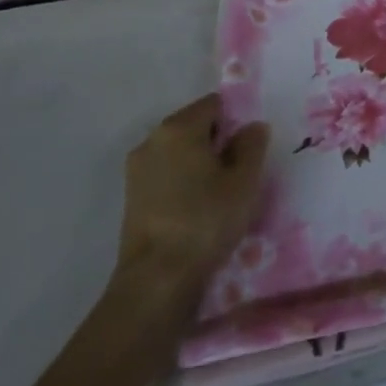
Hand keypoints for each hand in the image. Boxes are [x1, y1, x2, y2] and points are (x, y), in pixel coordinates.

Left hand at [113, 94, 269, 315]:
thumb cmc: (206, 220)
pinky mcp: (132, 197)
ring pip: (180, 152)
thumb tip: (251, 127)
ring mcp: (137, 170)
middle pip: (195, 126)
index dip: (237, 120)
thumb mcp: (245, 180)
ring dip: (201, 163)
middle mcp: (152, 140)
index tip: (251, 148)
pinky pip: (167, 174)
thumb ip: (252, 144)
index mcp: (179, 128)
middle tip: (241, 170)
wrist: (156, 280)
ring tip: (221, 192)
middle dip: (219, 141)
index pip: (215, 104)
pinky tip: (199, 208)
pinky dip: (184, 182)